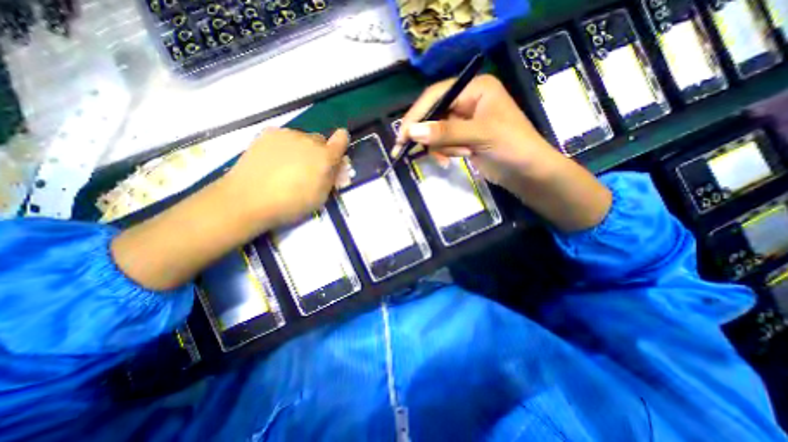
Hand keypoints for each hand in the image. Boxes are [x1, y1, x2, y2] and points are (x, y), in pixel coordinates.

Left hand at [110, 129, 347, 292]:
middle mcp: (309, 140)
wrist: (249, 199)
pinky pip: (285, 137)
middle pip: (321, 141)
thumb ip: (333, 178)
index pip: (342, 139)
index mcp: (325, 157)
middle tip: (309, 169)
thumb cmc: (291, 204)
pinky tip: (275, 161)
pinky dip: (285, 146)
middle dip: (320, 153)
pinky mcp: (268, 133)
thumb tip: (338, 166)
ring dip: (302, 149)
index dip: (341, 144)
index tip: (336, 154)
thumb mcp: (321, 196)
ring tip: (289, 166)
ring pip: (302, 138)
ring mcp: (287, 134)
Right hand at [397, 74, 562, 186]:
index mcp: (475, 89)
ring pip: (436, 132)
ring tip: (461, 155)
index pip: (436, 96)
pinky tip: (456, 159)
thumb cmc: (512, 146)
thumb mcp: (480, 135)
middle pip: (434, 114)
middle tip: (409, 152)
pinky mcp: (463, 138)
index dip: (416, 116)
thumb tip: (411, 132)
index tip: (401, 137)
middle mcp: (467, 100)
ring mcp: (464, 121)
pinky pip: (443, 143)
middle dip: (430, 136)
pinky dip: (445, 152)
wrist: (527, 173)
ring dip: (442, 147)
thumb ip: (445, 132)